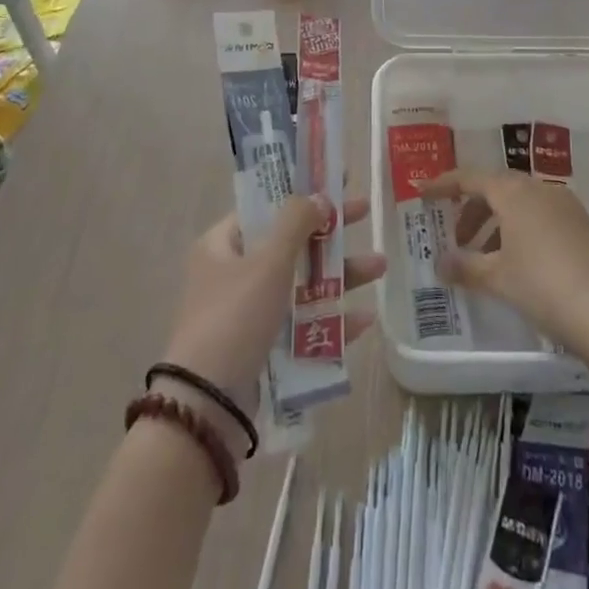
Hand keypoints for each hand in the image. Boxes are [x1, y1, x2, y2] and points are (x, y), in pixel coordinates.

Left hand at [161, 196, 385, 419]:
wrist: (208, 405)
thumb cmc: (235, 316)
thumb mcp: (268, 261)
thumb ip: (296, 223)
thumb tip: (319, 196)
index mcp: (222, 245)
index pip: (265, 207)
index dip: (300, 193)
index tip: (334, 182)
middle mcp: (233, 274)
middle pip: (289, 243)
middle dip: (329, 234)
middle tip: (365, 214)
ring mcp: (248, 313)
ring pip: (301, 284)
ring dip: (339, 276)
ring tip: (381, 268)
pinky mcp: (262, 348)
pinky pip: (302, 326)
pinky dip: (331, 321)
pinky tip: (364, 322)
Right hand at [423, 168, 588, 360]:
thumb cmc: (544, 286)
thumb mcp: (498, 279)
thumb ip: (465, 267)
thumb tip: (440, 264)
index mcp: (513, 192)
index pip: (470, 178)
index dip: (444, 184)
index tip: (423, 194)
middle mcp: (540, 189)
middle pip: (497, 189)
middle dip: (473, 210)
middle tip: (459, 239)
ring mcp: (567, 206)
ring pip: (522, 204)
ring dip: (499, 224)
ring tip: (488, 258)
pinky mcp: (586, 227)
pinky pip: (544, 218)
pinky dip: (523, 232)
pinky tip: (522, 265)